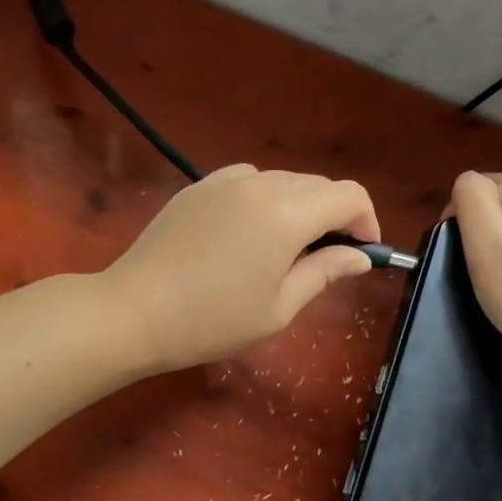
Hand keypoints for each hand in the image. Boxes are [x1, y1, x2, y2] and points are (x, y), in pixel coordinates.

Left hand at [102, 165, 380, 371]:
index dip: (366, 221)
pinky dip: (264, 199)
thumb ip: (325, 272)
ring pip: (283, 181)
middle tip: (325, 259)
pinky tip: (247, 234)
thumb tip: (360, 256)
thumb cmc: (212, 320)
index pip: (349, 195)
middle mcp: (260, 184)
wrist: (135, 311)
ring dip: (299, 206)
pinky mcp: (198, 186)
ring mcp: (224, 180)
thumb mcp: (279, 307)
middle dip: (334, 215)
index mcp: (287, 213)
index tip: (361, 253)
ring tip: (284, 249)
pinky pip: (248, 182)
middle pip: (318, 185)